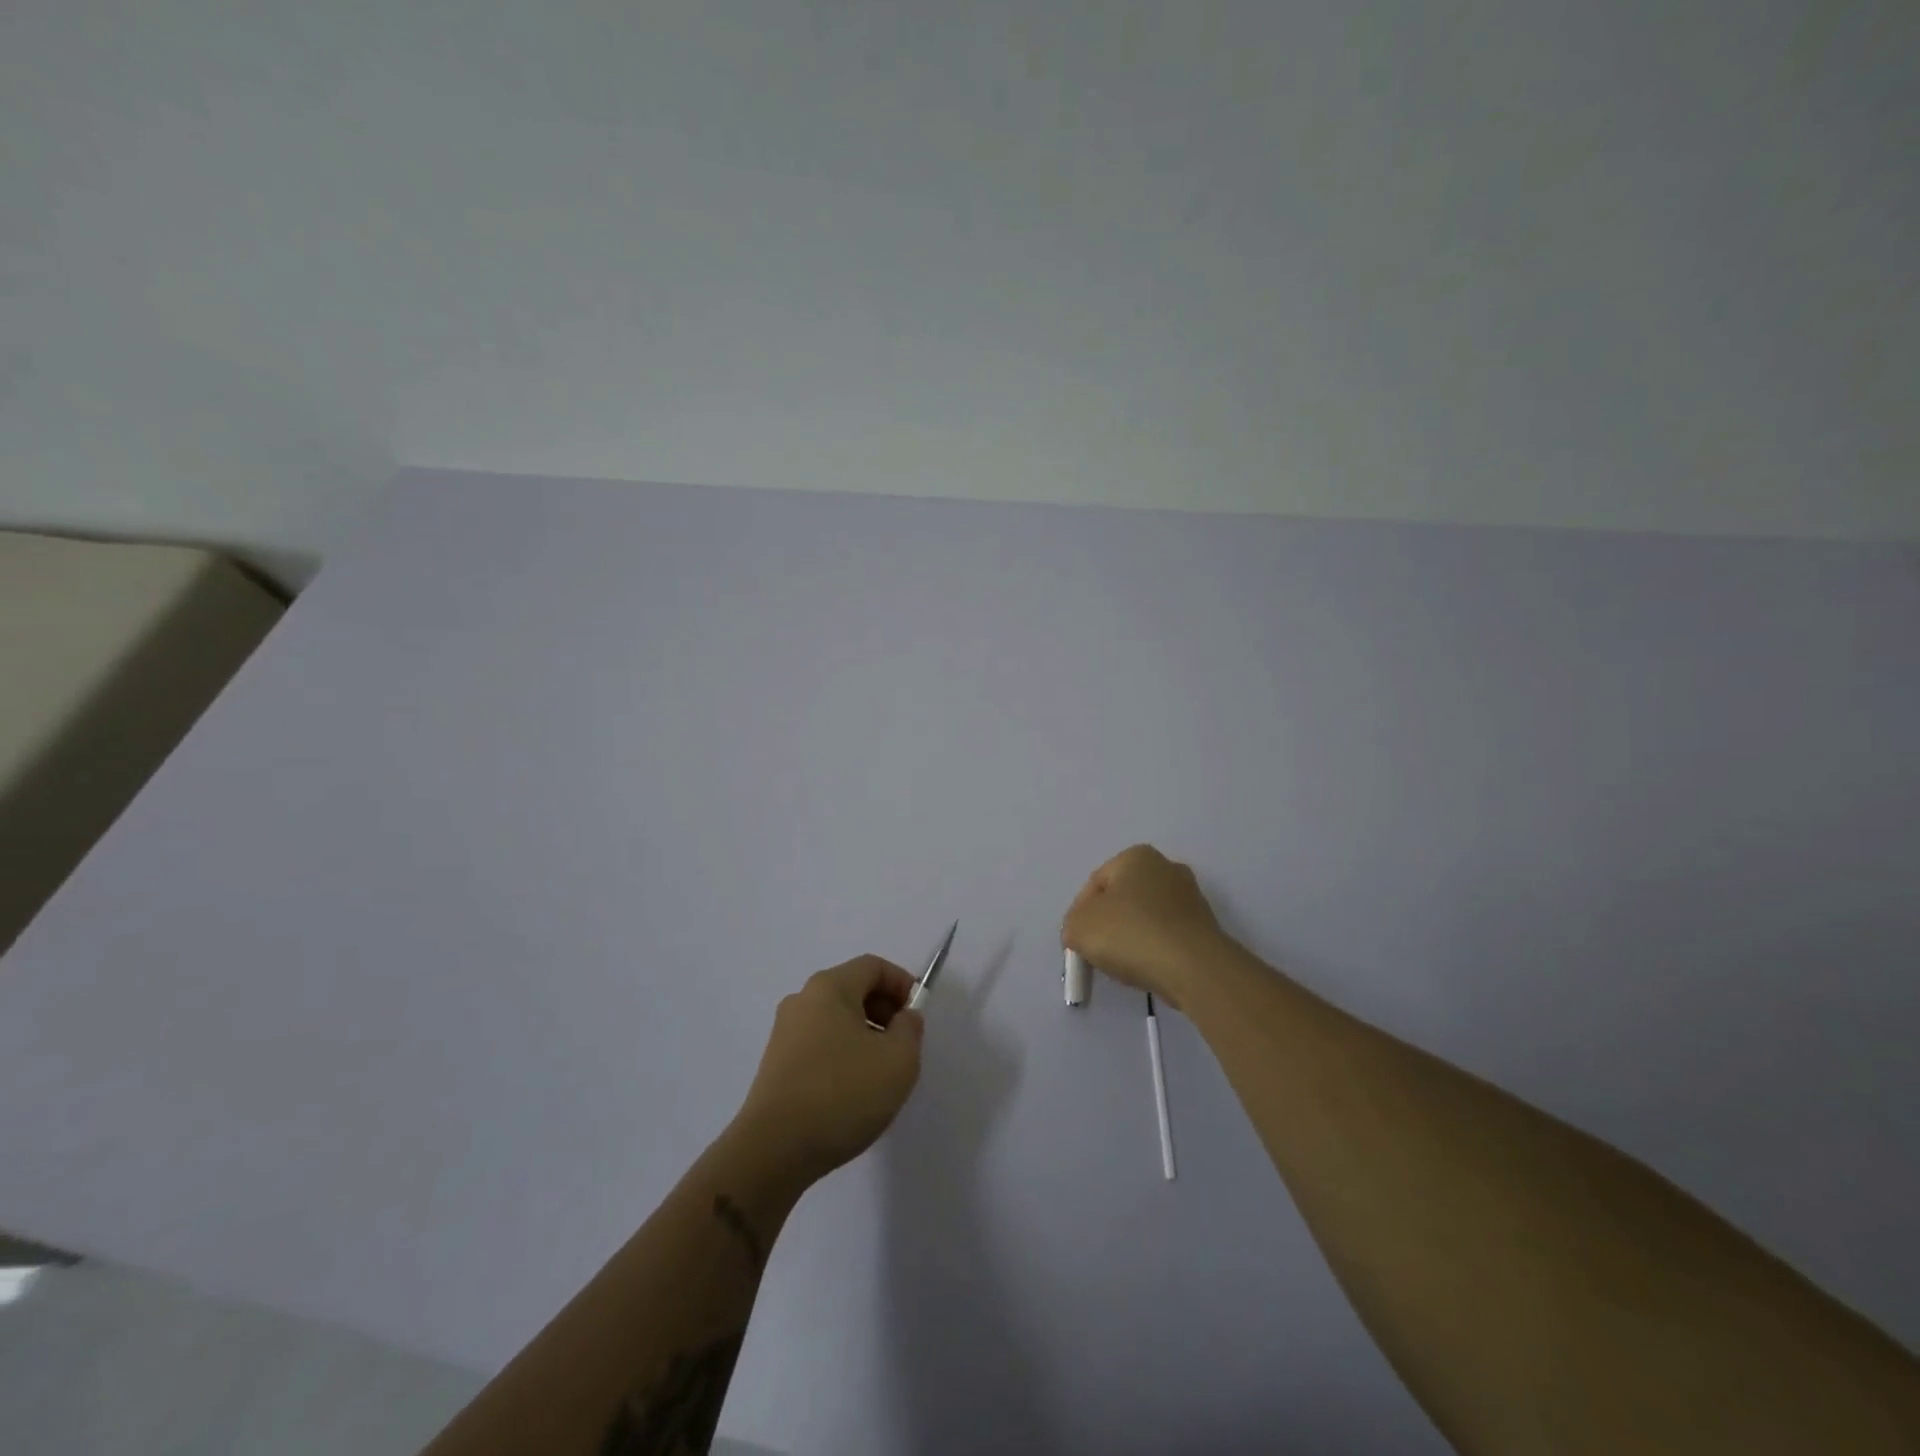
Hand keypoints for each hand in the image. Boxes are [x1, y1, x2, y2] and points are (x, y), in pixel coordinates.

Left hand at [732, 955, 924, 1187]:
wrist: (773, 1151)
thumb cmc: (842, 1094)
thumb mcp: (898, 1059)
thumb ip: (910, 1029)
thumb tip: (904, 1017)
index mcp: (829, 987)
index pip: (873, 967)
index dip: (902, 984)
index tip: (918, 1016)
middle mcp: (802, 1001)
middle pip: (853, 990)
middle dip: (885, 1011)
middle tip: (903, 1046)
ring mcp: (784, 1034)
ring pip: (836, 1020)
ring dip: (865, 1036)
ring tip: (880, 1075)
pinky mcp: (776, 1066)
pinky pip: (820, 1045)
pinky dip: (843, 1056)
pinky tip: (852, 1093)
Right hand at [1062, 844, 1229, 1007]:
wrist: (1193, 967)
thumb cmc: (1131, 934)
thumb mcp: (1079, 928)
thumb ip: (1072, 926)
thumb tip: (1082, 932)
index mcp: (1136, 856)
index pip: (1095, 884)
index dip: (1079, 914)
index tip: (1076, 942)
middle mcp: (1166, 867)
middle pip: (1122, 898)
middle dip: (1107, 923)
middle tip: (1096, 951)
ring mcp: (1190, 897)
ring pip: (1145, 917)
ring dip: (1131, 937)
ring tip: (1122, 964)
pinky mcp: (1205, 926)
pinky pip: (1167, 935)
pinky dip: (1154, 949)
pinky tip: (1148, 967)